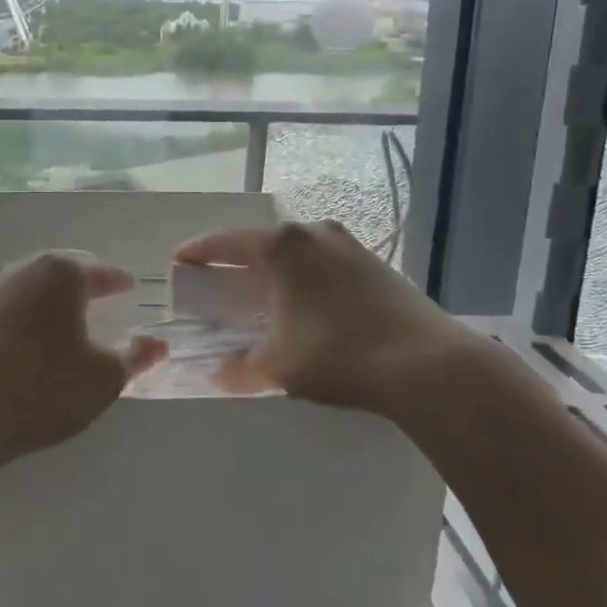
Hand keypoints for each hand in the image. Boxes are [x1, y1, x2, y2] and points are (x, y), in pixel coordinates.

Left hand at [0, 251, 166, 475]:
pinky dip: (22, 318)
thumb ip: (133, 357)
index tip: (131, 287)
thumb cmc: (41, 388)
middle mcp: (22, 271)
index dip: (120, 282)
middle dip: (83, 283)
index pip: (102, 272)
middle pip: (61, 271)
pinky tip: (25, 342)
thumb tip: (158, 344)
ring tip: (64, 319)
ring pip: (29, 288)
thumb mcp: (101, 378)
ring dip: (49, 300)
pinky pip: (4, 310)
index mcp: (61, 274)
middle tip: (100, 295)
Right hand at [174, 221, 485, 415]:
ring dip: (275, 268)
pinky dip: (304, 276)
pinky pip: (323, 261)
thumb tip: (220, 374)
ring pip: (296, 250)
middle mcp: (313, 233)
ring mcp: (348, 244)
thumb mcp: (279, 366)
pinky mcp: (374, 261)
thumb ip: (241, 369)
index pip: (226, 242)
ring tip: (263, 294)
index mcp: (283, 247)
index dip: (198, 252)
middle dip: (237, 261)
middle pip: (262, 242)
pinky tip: (306, 303)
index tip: (179, 261)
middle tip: (220, 282)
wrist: (427, 364)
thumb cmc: (339, 354)